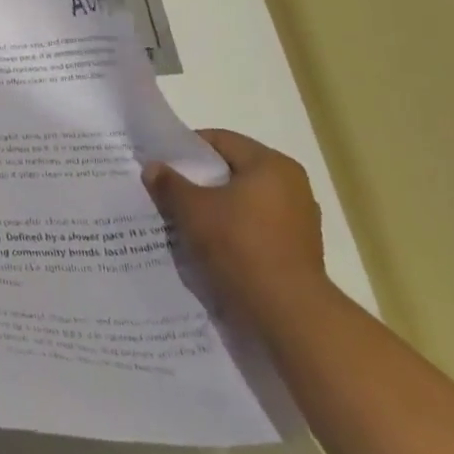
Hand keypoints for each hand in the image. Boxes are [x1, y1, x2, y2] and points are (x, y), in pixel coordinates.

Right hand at [143, 129, 328, 327]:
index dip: (187, 149)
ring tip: (186, 217)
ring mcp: (300, 219)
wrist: (289, 312)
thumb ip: (169, 183)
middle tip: (169, 189)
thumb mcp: (191, 209)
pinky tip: (211, 242)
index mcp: (271, 165)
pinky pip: (257, 226)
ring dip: (216, 205)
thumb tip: (153, 167)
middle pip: (233, 170)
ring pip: (244, 200)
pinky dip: (234, 228)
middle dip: (200, 179)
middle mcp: (292, 185)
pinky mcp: (299, 249)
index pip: (220, 140)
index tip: (163, 163)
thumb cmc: (239, 245)